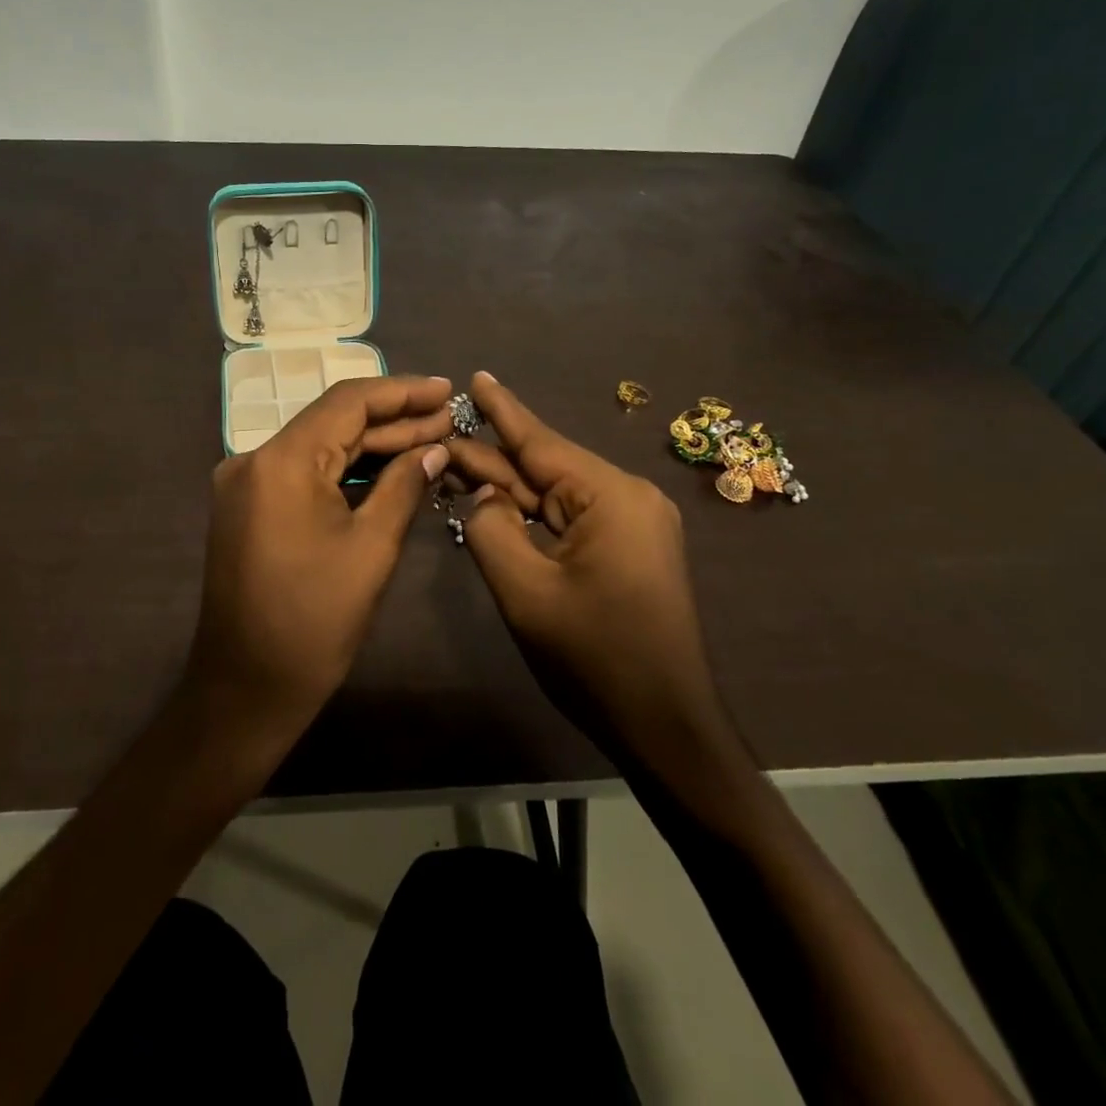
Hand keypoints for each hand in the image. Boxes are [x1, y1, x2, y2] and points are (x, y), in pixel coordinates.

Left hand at [186, 374, 453, 749]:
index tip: (447, 390)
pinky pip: (306, 474)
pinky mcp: (250, 508)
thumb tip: (436, 448)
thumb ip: (404, 486)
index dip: (402, 391)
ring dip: (373, 445)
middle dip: (394, 420)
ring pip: (321, 448)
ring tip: (433, 439)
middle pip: (334, 422)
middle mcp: (255, 460)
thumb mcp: (371, 549)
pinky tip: (391, 469)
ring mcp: (247, 484)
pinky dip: (347, 471)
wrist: (245, 691)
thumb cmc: (314, 623)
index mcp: (281, 462)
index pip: (348, 402)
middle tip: (450, 419)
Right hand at [445, 372, 720, 750]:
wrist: (665, 728)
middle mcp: (629, 497)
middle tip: (439, 443)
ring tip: (457, 472)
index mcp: (611, 496)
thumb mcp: (525, 592)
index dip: (501, 410)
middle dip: (493, 461)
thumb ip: (490, 529)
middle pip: (546, 469)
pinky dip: (534, 517)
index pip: (541, 442)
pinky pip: (572, 519)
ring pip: (556, 496)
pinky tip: (499, 509)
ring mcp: (635, 523)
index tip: (475, 376)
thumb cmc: (594, 659)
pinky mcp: (631, 548)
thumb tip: (484, 495)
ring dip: (510, 491)